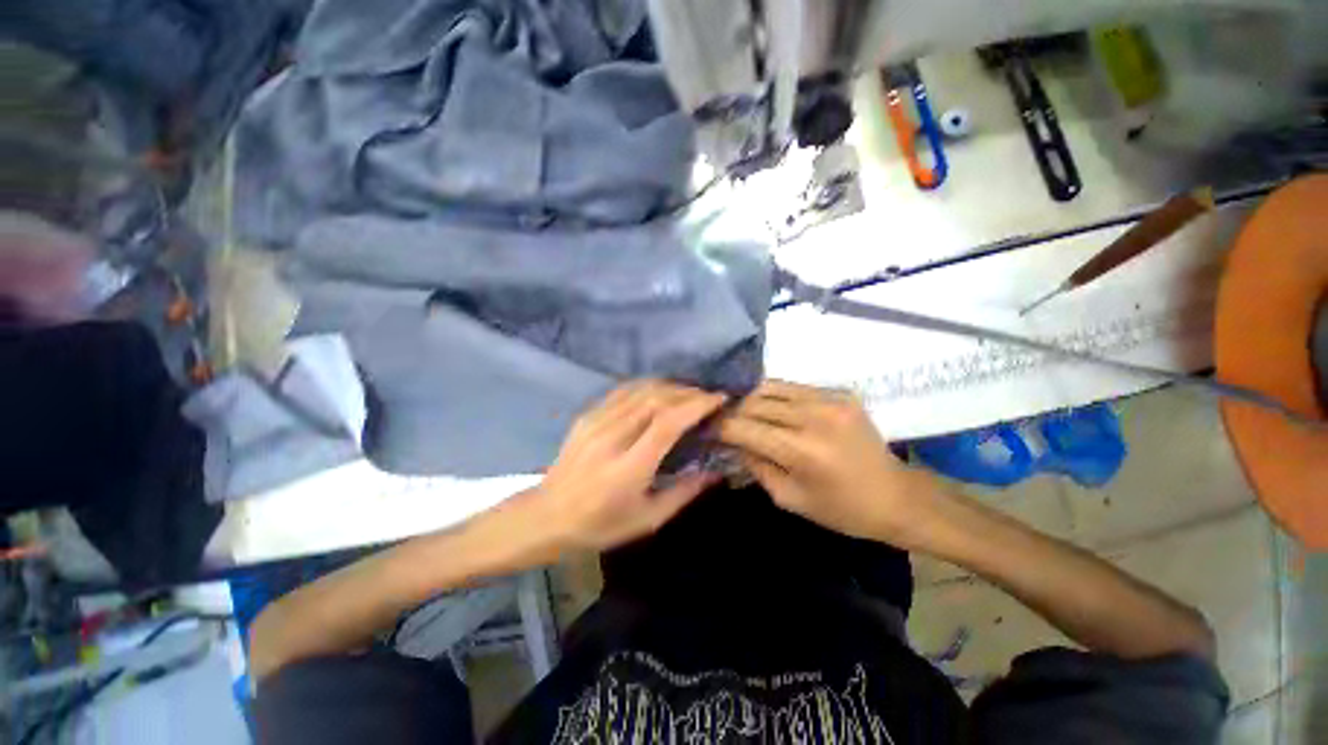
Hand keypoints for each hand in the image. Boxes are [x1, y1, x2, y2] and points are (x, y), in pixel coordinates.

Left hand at [532, 380, 725, 552]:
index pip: (666, 423)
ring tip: (688, 393)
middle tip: (708, 397)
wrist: (546, 517)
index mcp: (628, 468)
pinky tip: (659, 391)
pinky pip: (622, 391)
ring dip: (670, 387)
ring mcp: (595, 422)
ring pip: (640, 390)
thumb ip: (684, 493)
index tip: (718, 400)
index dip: (696, 406)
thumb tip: (714, 472)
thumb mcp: (647, 520)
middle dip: (688, 393)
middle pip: (655, 400)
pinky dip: (647, 386)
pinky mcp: (586, 416)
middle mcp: (611, 438)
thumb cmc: (600, 525)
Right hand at [717, 380, 947, 547]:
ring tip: (737, 407)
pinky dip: (774, 395)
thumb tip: (733, 440)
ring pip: (770, 387)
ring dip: (749, 398)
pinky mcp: (840, 392)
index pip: (744, 427)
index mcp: (802, 450)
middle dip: (730, 409)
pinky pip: (793, 387)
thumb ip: (756, 465)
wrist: (898, 496)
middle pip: (754, 401)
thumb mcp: (790, 498)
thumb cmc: (843, 510)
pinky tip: (767, 405)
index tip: (703, 426)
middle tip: (716, 416)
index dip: (719, 425)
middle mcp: (814, 416)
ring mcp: (830, 399)